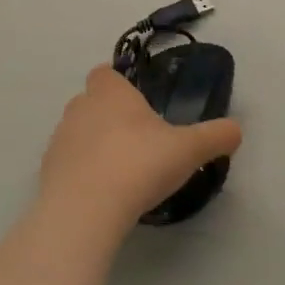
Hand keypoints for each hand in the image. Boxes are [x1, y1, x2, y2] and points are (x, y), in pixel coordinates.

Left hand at [40, 65, 243, 233]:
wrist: (85, 212)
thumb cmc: (138, 165)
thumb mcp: (190, 149)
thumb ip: (216, 136)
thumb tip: (236, 130)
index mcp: (110, 93)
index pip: (105, 72)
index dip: (119, 83)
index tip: (139, 103)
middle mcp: (80, 109)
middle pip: (91, 101)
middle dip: (110, 114)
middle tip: (139, 138)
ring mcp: (59, 141)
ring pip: (78, 132)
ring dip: (94, 144)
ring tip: (122, 170)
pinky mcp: (47, 173)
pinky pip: (68, 164)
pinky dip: (83, 172)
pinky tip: (104, 193)